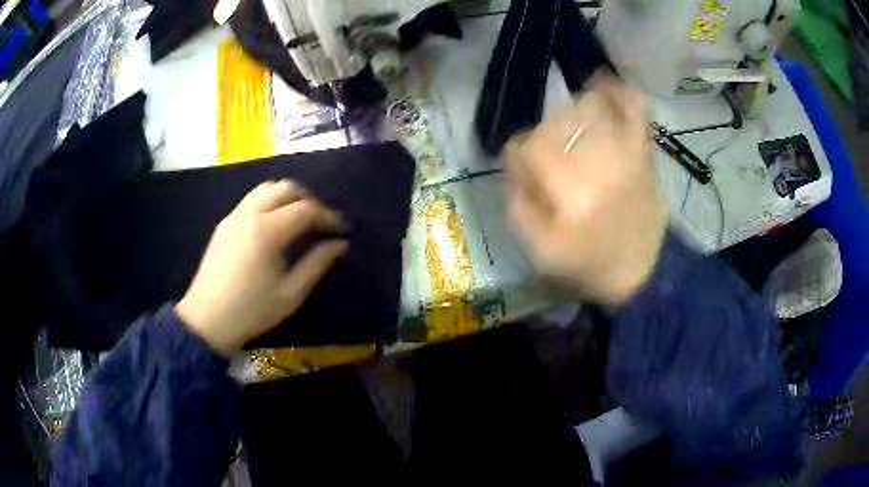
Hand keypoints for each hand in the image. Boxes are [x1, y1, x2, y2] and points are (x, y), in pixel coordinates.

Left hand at [176, 180, 347, 355]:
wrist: (207, 320)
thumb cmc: (252, 311)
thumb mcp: (291, 293)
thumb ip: (317, 263)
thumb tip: (340, 244)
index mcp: (267, 231)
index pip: (305, 209)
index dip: (327, 216)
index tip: (340, 231)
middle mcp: (250, 214)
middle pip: (286, 188)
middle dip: (309, 200)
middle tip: (321, 222)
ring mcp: (234, 216)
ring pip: (267, 188)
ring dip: (288, 197)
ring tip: (299, 220)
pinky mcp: (225, 223)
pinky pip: (252, 199)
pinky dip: (270, 202)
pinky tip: (275, 226)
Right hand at [505, 77, 667, 304]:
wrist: (640, 272)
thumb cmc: (587, 264)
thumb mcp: (538, 248)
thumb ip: (518, 201)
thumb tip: (514, 163)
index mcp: (569, 190)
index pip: (527, 148)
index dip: (518, 158)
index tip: (525, 174)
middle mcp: (597, 162)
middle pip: (555, 124)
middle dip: (544, 139)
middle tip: (553, 164)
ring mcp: (624, 153)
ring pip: (590, 108)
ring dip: (574, 111)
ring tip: (571, 124)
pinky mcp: (642, 153)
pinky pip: (634, 110)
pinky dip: (619, 93)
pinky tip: (604, 83)